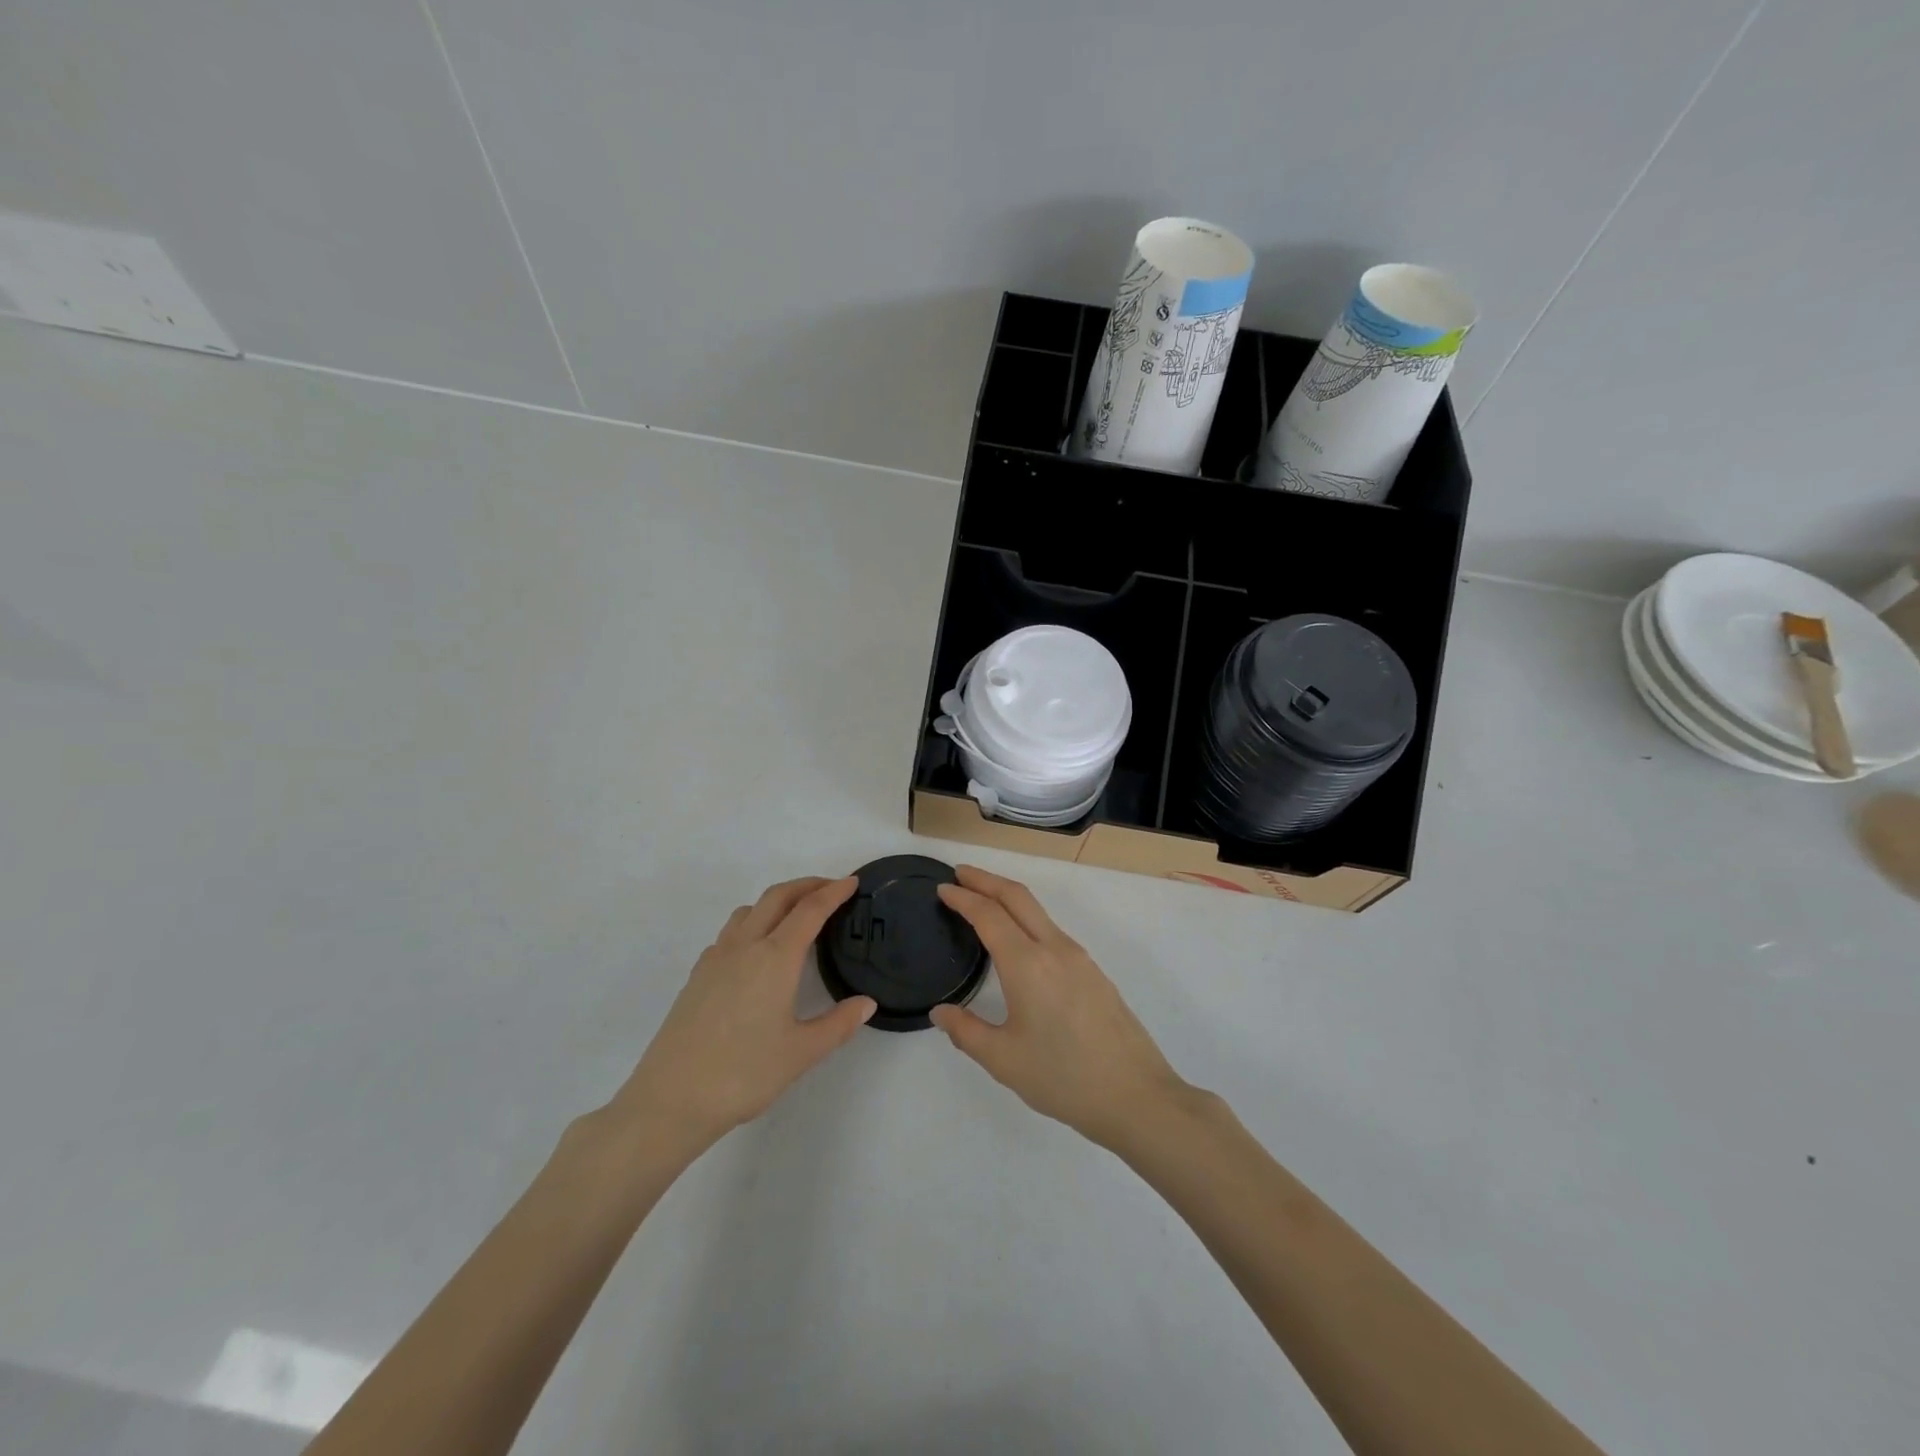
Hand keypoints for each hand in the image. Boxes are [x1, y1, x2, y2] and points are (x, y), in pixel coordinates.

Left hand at [607, 876, 874, 1159]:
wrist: (670, 1100)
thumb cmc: (743, 1074)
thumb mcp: (801, 1053)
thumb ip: (838, 1024)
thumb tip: (866, 1003)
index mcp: (775, 958)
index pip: (810, 911)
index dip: (833, 892)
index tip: (852, 882)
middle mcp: (744, 946)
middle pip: (777, 897)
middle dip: (806, 885)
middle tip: (831, 889)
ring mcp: (716, 958)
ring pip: (749, 910)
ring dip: (776, 901)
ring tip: (795, 916)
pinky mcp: (697, 975)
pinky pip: (729, 933)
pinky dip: (752, 924)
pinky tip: (756, 953)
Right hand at [931, 866, 1188, 1150]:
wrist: (1136, 1095)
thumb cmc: (1063, 1077)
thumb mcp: (1004, 1060)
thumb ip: (966, 1031)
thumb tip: (940, 1012)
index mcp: (1027, 964)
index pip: (989, 915)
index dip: (963, 897)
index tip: (942, 888)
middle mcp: (1054, 949)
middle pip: (1017, 897)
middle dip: (986, 880)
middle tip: (960, 873)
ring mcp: (1079, 958)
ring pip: (1038, 911)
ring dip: (1008, 897)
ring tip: (984, 901)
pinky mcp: (1093, 972)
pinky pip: (1052, 930)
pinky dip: (1026, 918)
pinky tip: (1018, 940)